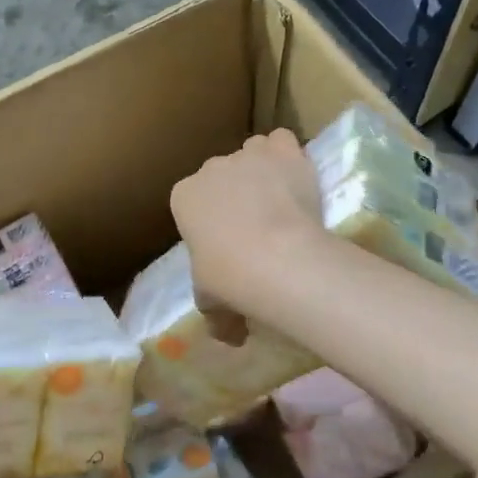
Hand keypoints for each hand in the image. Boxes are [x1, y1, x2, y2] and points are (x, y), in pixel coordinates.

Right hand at [170, 129, 324, 317]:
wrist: (274, 258)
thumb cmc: (229, 278)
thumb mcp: (211, 301)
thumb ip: (216, 314)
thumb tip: (228, 336)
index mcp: (182, 197)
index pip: (192, 200)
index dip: (210, 217)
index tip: (226, 240)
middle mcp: (209, 168)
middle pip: (221, 174)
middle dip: (234, 192)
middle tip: (256, 224)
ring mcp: (246, 155)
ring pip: (252, 151)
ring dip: (261, 167)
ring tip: (279, 198)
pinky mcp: (282, 151)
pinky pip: (282, 140)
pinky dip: (287, 154)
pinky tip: (295, 174)